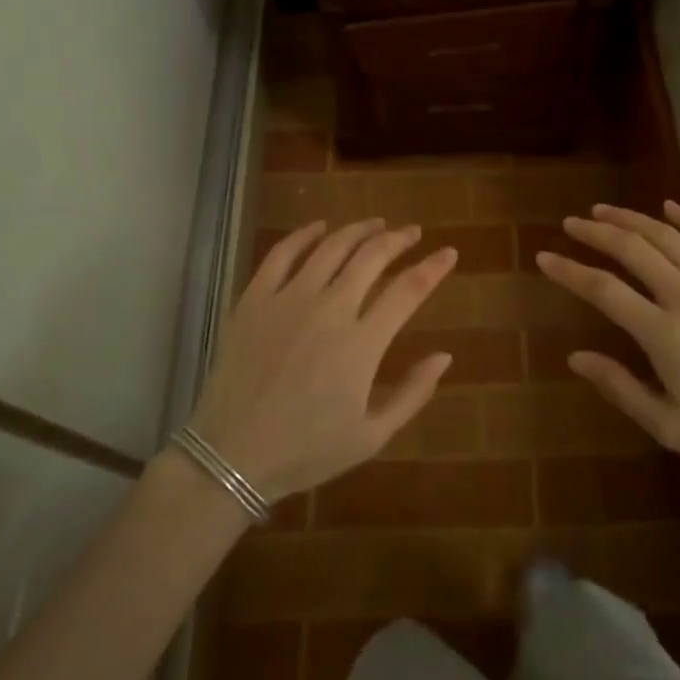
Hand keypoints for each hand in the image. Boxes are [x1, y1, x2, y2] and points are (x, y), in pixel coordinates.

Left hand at [184, 220, 457, 500]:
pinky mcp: (255, 298)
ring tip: (376, 224)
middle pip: (372, 256)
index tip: (448, 253)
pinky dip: (304, 234)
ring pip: (331, 247)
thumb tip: (445, 356)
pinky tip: (319, 227)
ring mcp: (289, 298)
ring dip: (358, 230)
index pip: (408, 290)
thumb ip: (413, 393)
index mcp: (362, 343)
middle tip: (411, 232)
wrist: (231, 455)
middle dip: (398, 239)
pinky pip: (282, 253)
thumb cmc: (306, 451)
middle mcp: (329, 308)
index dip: (433, 267)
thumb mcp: (371, 436)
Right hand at [535, 201, 679, 478]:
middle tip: (571, 224)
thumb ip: (619, 387)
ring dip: (632, 219)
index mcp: (664, 334)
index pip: (603, 290)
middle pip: (633, 249)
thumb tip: (575, 357)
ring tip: (604, 211)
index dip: (569, 271)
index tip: (544, 257)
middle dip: (596, 232)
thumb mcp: (668, 426)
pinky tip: (670, 207)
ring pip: (668, 237)